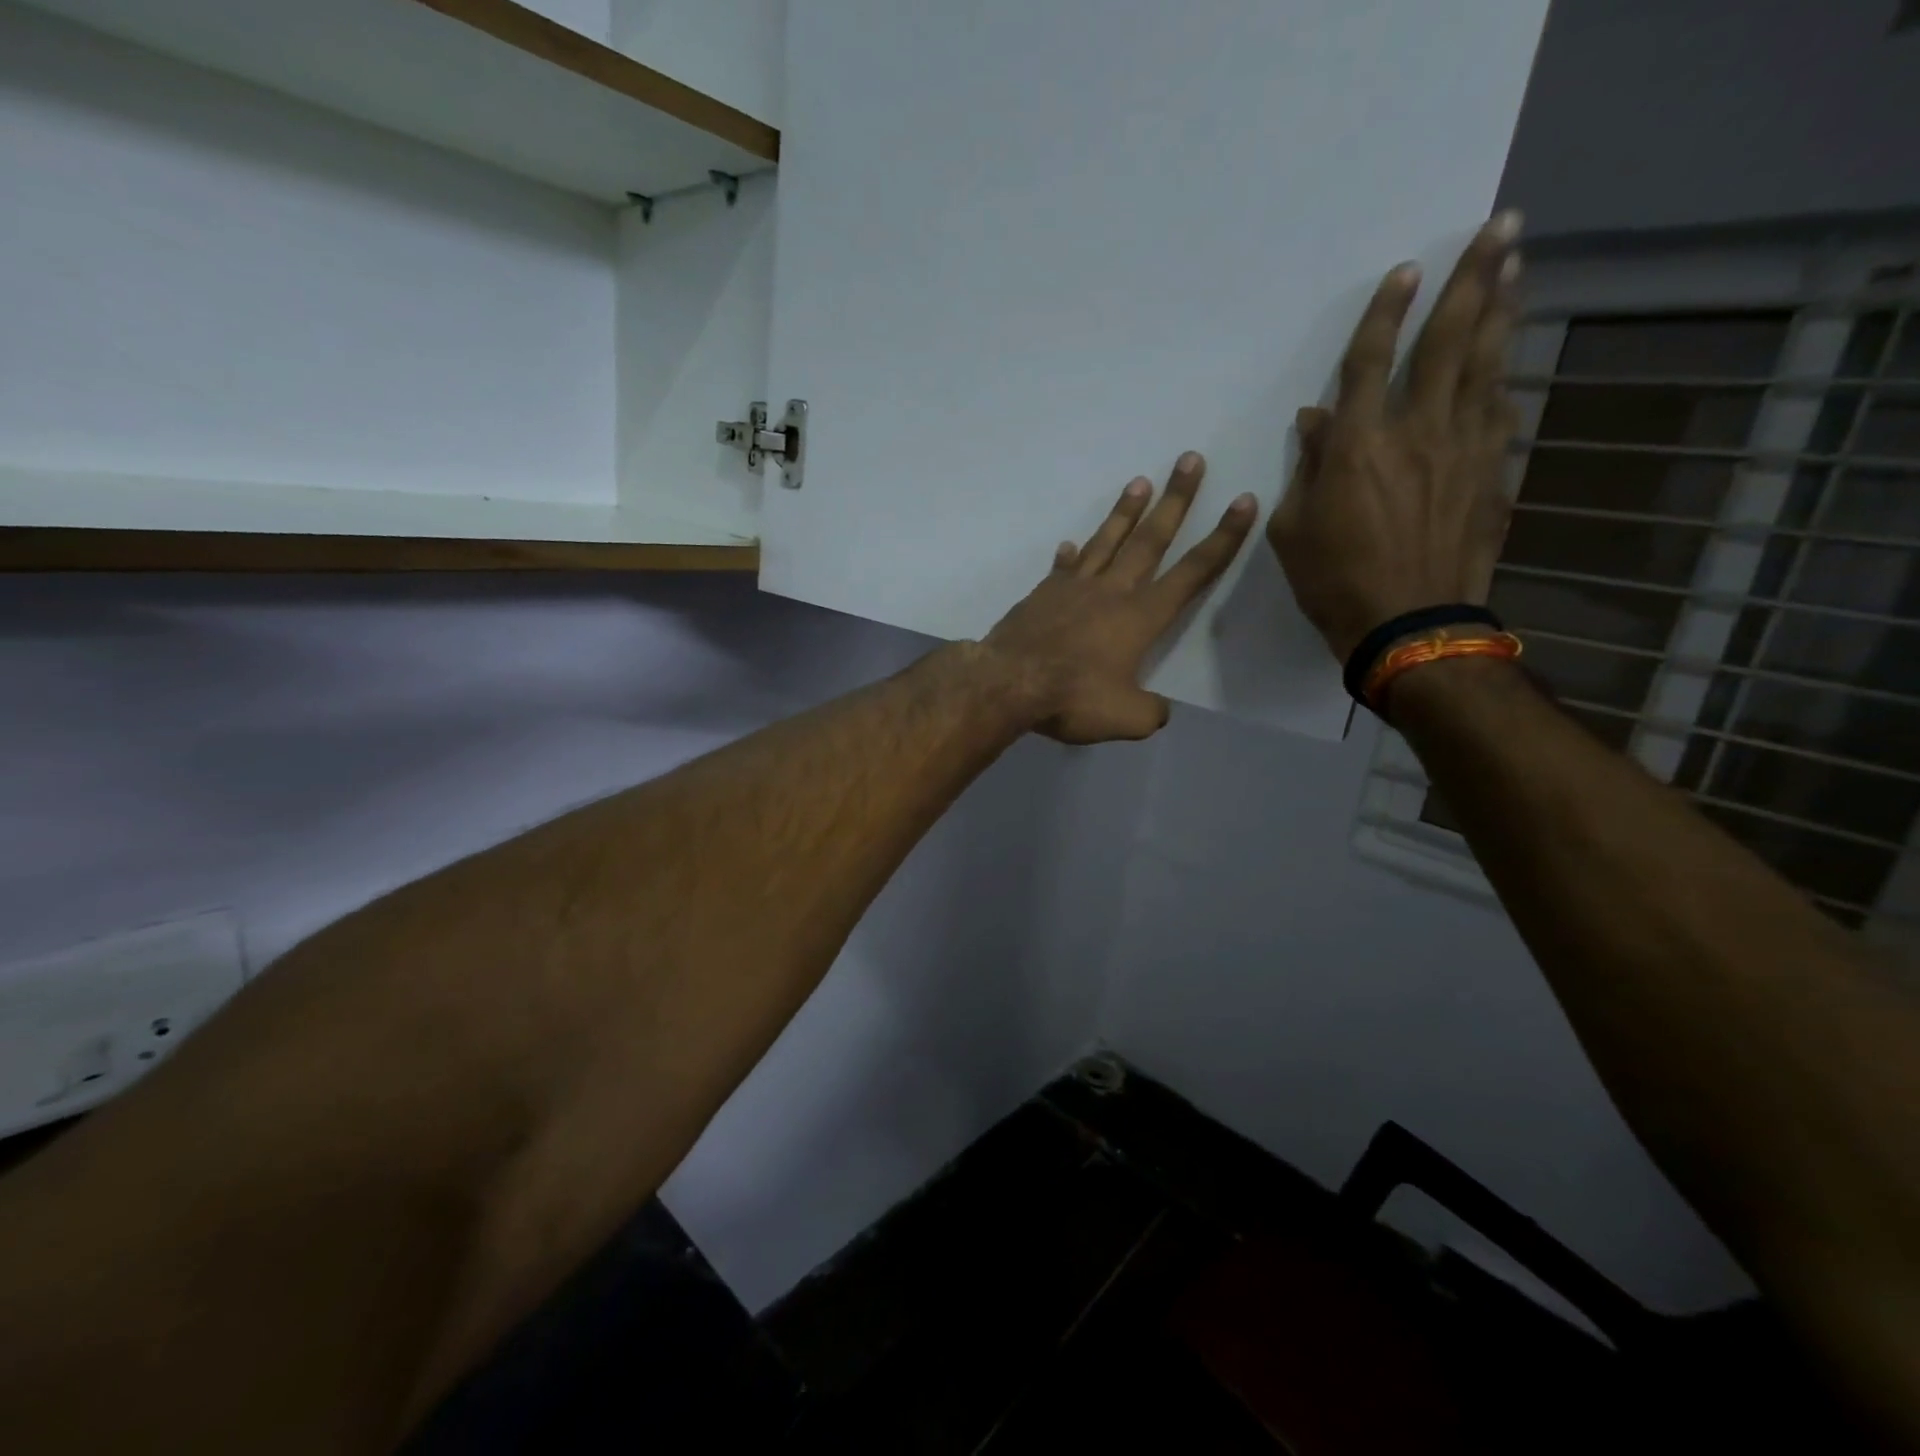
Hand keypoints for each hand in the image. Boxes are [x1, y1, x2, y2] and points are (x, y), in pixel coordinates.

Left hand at [985, 453, 1255, 743]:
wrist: (1007, 683)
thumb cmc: (1071, 698)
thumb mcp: (1125, 719)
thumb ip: (1150, 712)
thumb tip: (1157, 709)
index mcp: (1141, 617)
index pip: (1192, 572)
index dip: (1223, 539)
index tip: (1243, 501)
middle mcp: (1112, 591)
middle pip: (1150, 539)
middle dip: (1176, 500)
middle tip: (1190, 460)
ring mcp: (1074, 588)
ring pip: (1106, 541)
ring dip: (1125, 512)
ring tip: (1140, 482)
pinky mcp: (1042, 594)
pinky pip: (1063, 568)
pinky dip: (1069, 556)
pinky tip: (1070, 545)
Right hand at [1267, 212, 1523, 662]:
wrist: (1408, 624)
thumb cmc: (1333, 581)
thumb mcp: (1293, 529)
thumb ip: (1307, 468)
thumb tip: (1317, 421)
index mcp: (1358, 444)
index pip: (1371, 361)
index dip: (1387, 313)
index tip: (1406, 270)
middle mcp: (1417, 430)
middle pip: (1449, 341)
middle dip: (1472, 279)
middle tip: (1500, 228)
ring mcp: (1464, 448)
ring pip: (1487, 365)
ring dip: (1502, 311)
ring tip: (1516, 268)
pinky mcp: (1491, 473)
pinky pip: (1499, 412)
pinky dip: (1501, 380)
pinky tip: (1506, 362)